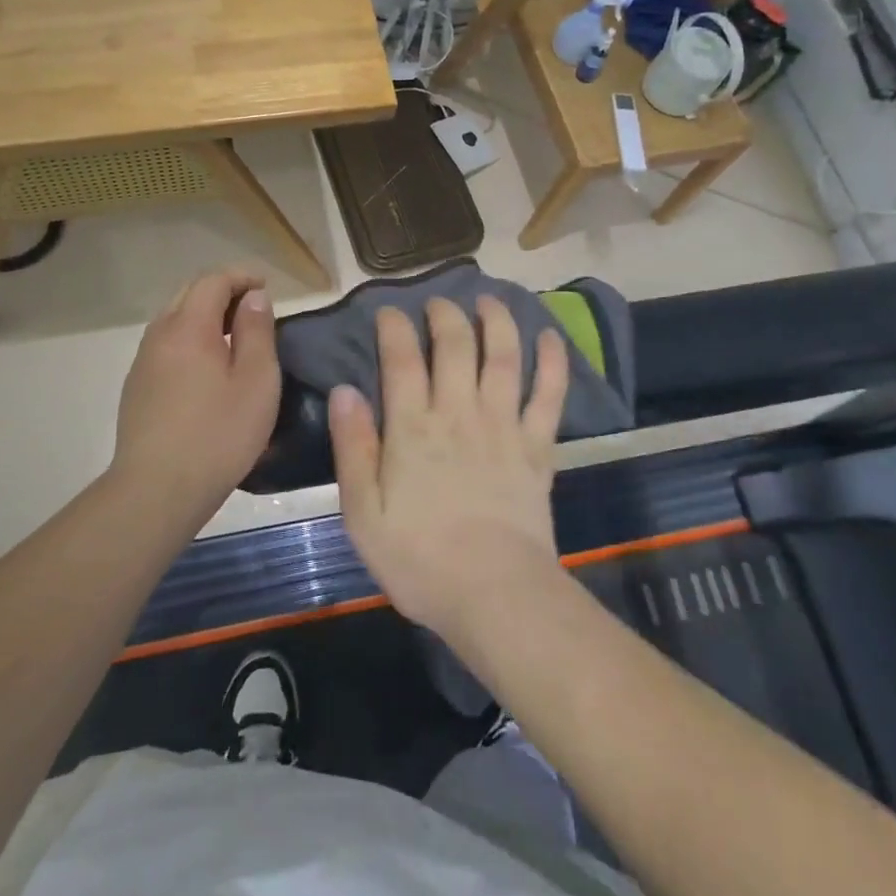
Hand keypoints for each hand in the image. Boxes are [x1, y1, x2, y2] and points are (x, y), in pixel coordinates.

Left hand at [111, 268, 280, 519]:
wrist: (156, 490)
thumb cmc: (218, 434)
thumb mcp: (256, 381)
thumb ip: (257, 331)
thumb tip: (253, 297)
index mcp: (189, 327)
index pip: (212, 280)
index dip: (241, 277)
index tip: (266, 288)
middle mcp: (159, 335)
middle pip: (188, 294)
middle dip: (221, 292)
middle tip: (252, 309)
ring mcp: (143, 362)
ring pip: (174, 320)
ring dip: (204, 317)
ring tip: (233, 338)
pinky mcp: (136, 388)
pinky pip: (165, 346)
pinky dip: (189, 340)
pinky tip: (206, 369)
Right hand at [328, 296, 568, 639]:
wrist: (494, 595)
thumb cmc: (419, 559)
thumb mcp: (363, 512)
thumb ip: (352, 448)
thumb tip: (343, 391)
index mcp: (413, 428)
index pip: (402, 359)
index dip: (394, 327)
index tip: (389, 311)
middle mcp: (459, 413)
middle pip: (456, 345)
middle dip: (446, 313)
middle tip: (438, 302)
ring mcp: (503, 426)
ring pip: (503, 356)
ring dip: (497, 321)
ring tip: (490, 300)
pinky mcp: (538, 446)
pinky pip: (549, 395)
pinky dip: (552, 362)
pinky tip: (550, 337)